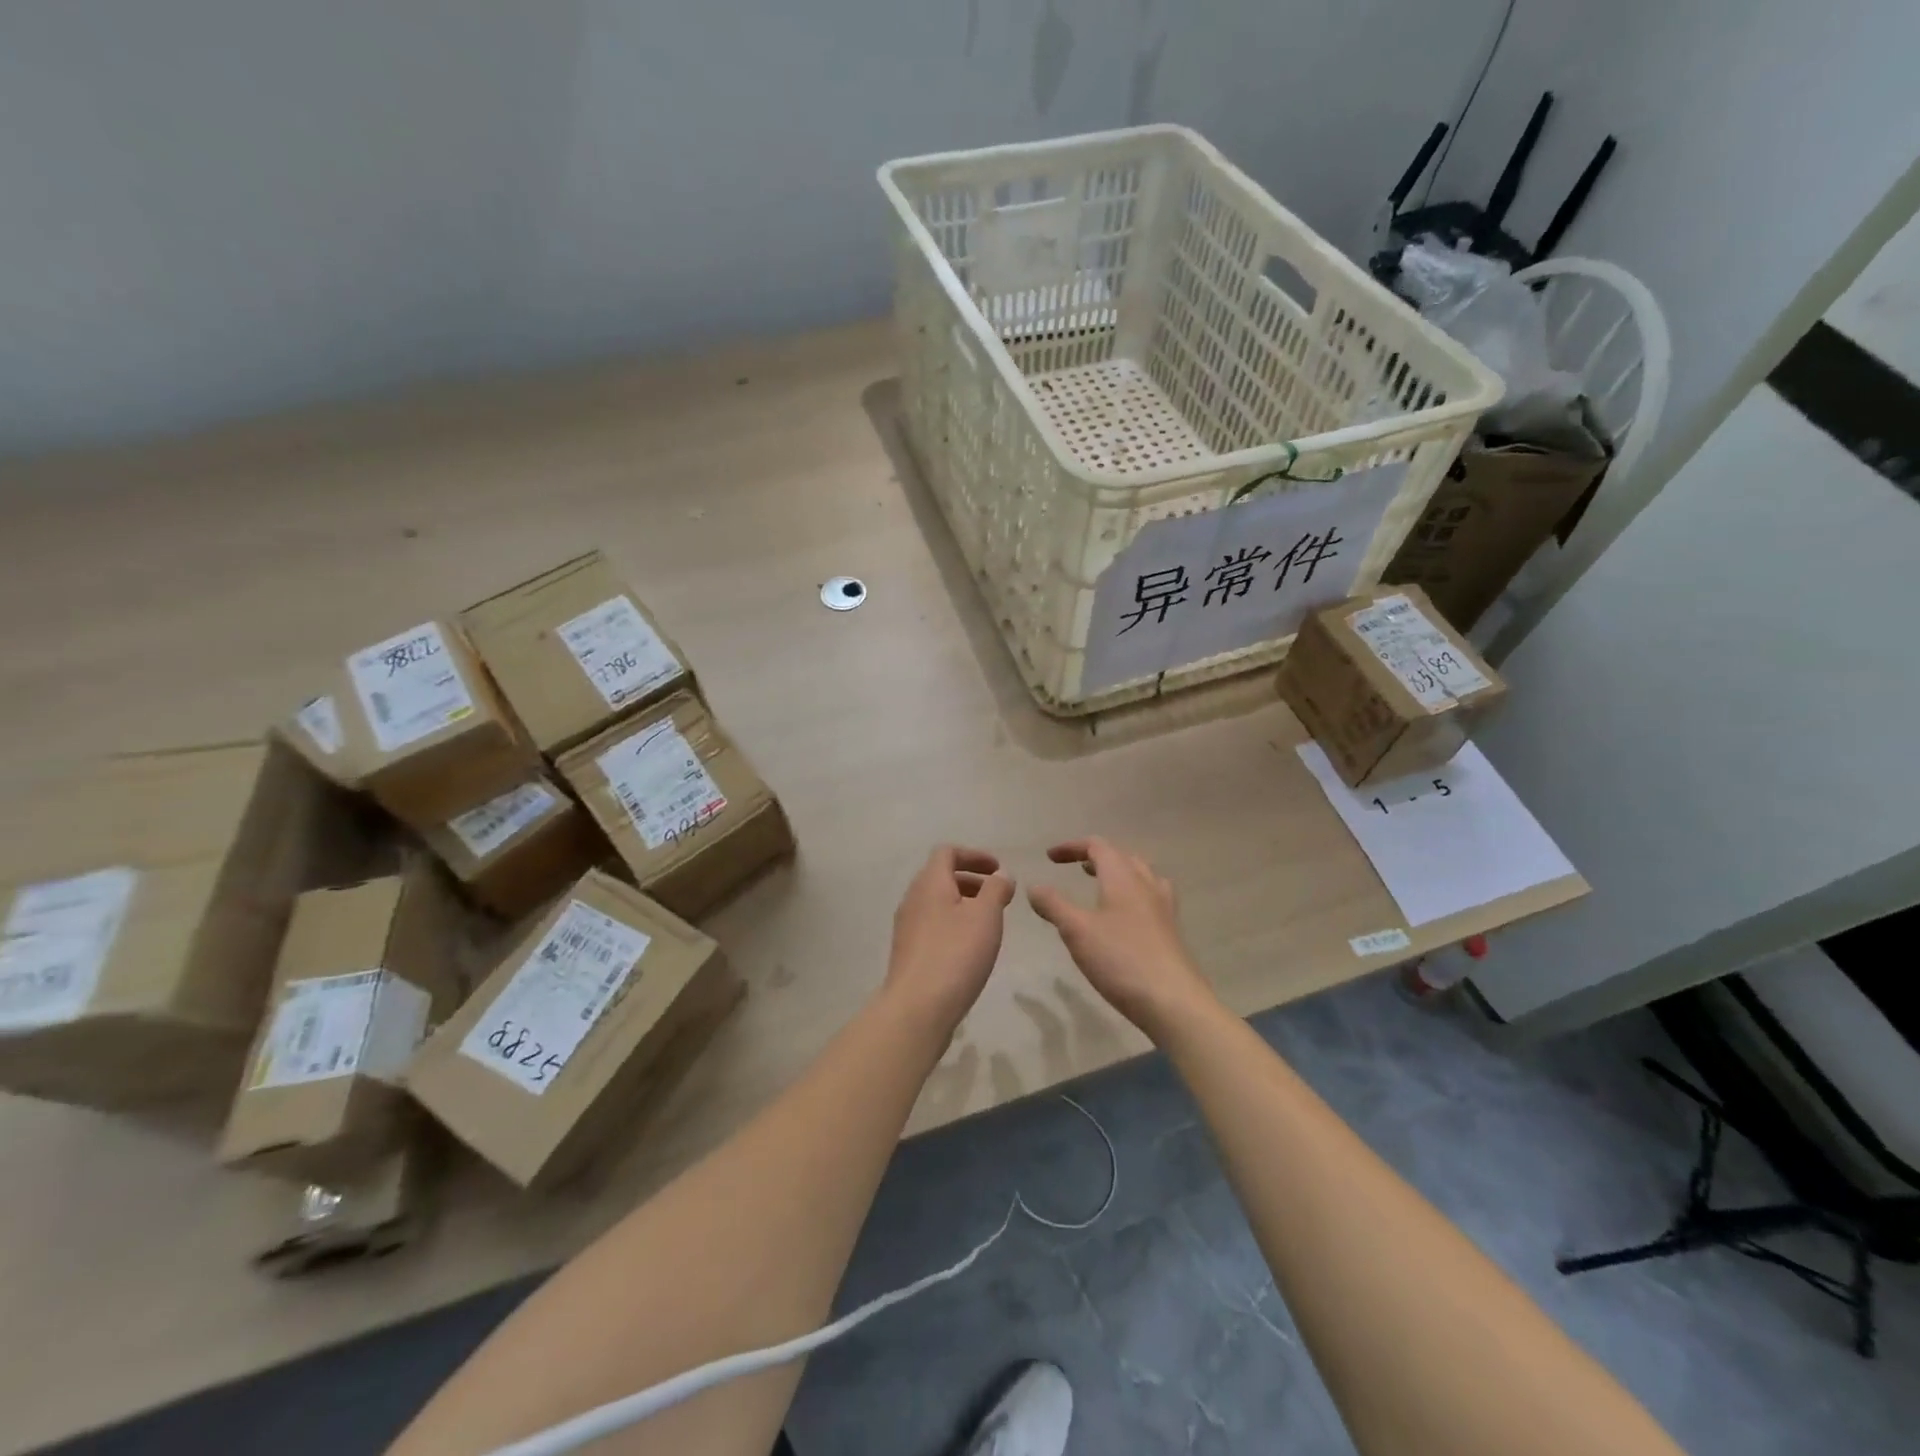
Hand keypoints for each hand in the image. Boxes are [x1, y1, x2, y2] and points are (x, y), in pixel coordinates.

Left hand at [883, 845, 1015, 1033]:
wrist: (917, 1008)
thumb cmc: (956, 954)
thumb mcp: (986, 916)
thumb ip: (995, 889)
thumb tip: (1000, 875)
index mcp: (929, 883)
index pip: (947, 853)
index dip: (974, 855)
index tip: (998, 870)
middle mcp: (913, 899)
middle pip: (940, 876)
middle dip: (971, 880)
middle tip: (998, 896)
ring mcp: (907, 926)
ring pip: (936, 902)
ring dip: (963, 903)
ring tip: (989, 923)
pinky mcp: (908, 952)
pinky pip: (932, 925)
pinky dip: (953, 924)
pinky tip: (970, 948)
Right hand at [1029, 837, 1214, 1036]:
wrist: (1173, 1001)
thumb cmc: (1120, 959)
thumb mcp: (1076, 931)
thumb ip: (1053, 905)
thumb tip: (1034, 887)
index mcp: (1123, 877)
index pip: (1098, 846)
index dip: (1072, 847)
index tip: (1049, 857)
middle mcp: (1147, 885)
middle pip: (1122, 857)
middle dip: (1096, 858)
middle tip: (1076, 868)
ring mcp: (1164, 908)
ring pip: (1141, 876)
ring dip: (1118, 874)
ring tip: (1102, 887)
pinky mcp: (1171, 931)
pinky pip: (1151, 898)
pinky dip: (1132, 895)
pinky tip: (1125, 918)